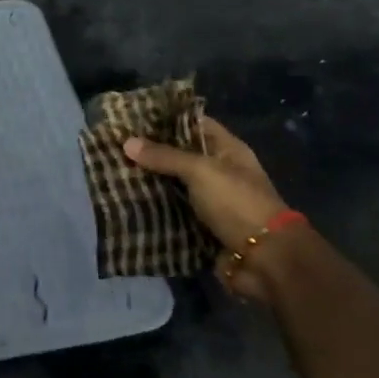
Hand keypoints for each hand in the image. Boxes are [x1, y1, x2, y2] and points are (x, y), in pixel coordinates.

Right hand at [125, 114, 288, 264]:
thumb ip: (165, 156)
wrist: (265, 259)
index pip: (195, 124)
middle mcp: (219, 173)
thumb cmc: (237, 203)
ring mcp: (211, 202)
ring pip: (174, 186)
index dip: (167, 119)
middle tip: (115, 146)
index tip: (133, 118)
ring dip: (149, 182)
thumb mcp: (201, 171)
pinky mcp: (201, 227)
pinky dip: (154, 210)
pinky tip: (127, 203)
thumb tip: (127, 142)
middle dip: (151, 153)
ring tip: (114, 172)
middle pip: (181, 156)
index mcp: (228, 150)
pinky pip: (173, 213)